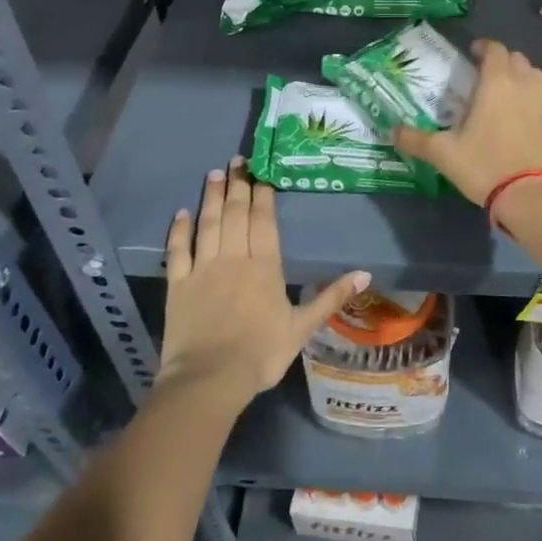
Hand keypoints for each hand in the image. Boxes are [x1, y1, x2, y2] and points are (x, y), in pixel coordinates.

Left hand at [159, 160, 367, 407]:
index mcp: (264, 266)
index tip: (262, 172)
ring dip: (212, 197)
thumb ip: (331, 298)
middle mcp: (233, 258)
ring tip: (215, 174)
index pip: (264, 221)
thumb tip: (365, 273)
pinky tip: (181, 213)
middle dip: (238, 185)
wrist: (209, 379)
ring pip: (208, 224)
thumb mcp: (302, 327)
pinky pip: (177, 250)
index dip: (262, 194)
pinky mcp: (177, 285)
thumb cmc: (261, 353)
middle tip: (237, 160)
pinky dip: (179, 230)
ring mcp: (202, 269)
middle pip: (236, 214)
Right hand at [395, 39, 541, 205]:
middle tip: (484, 75)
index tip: (473, 52)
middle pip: (517, 59)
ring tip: (504, 94)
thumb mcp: (444, 154)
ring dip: (520, 77)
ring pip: (535, 77)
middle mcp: (525, 85)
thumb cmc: (485, 166)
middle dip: (501, 61)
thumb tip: (392, 131)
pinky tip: (519, 121)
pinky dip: (532, 101)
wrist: (532, 197)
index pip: (495, 50)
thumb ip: (416, 139)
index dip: (484, 47)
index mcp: (498, 83)